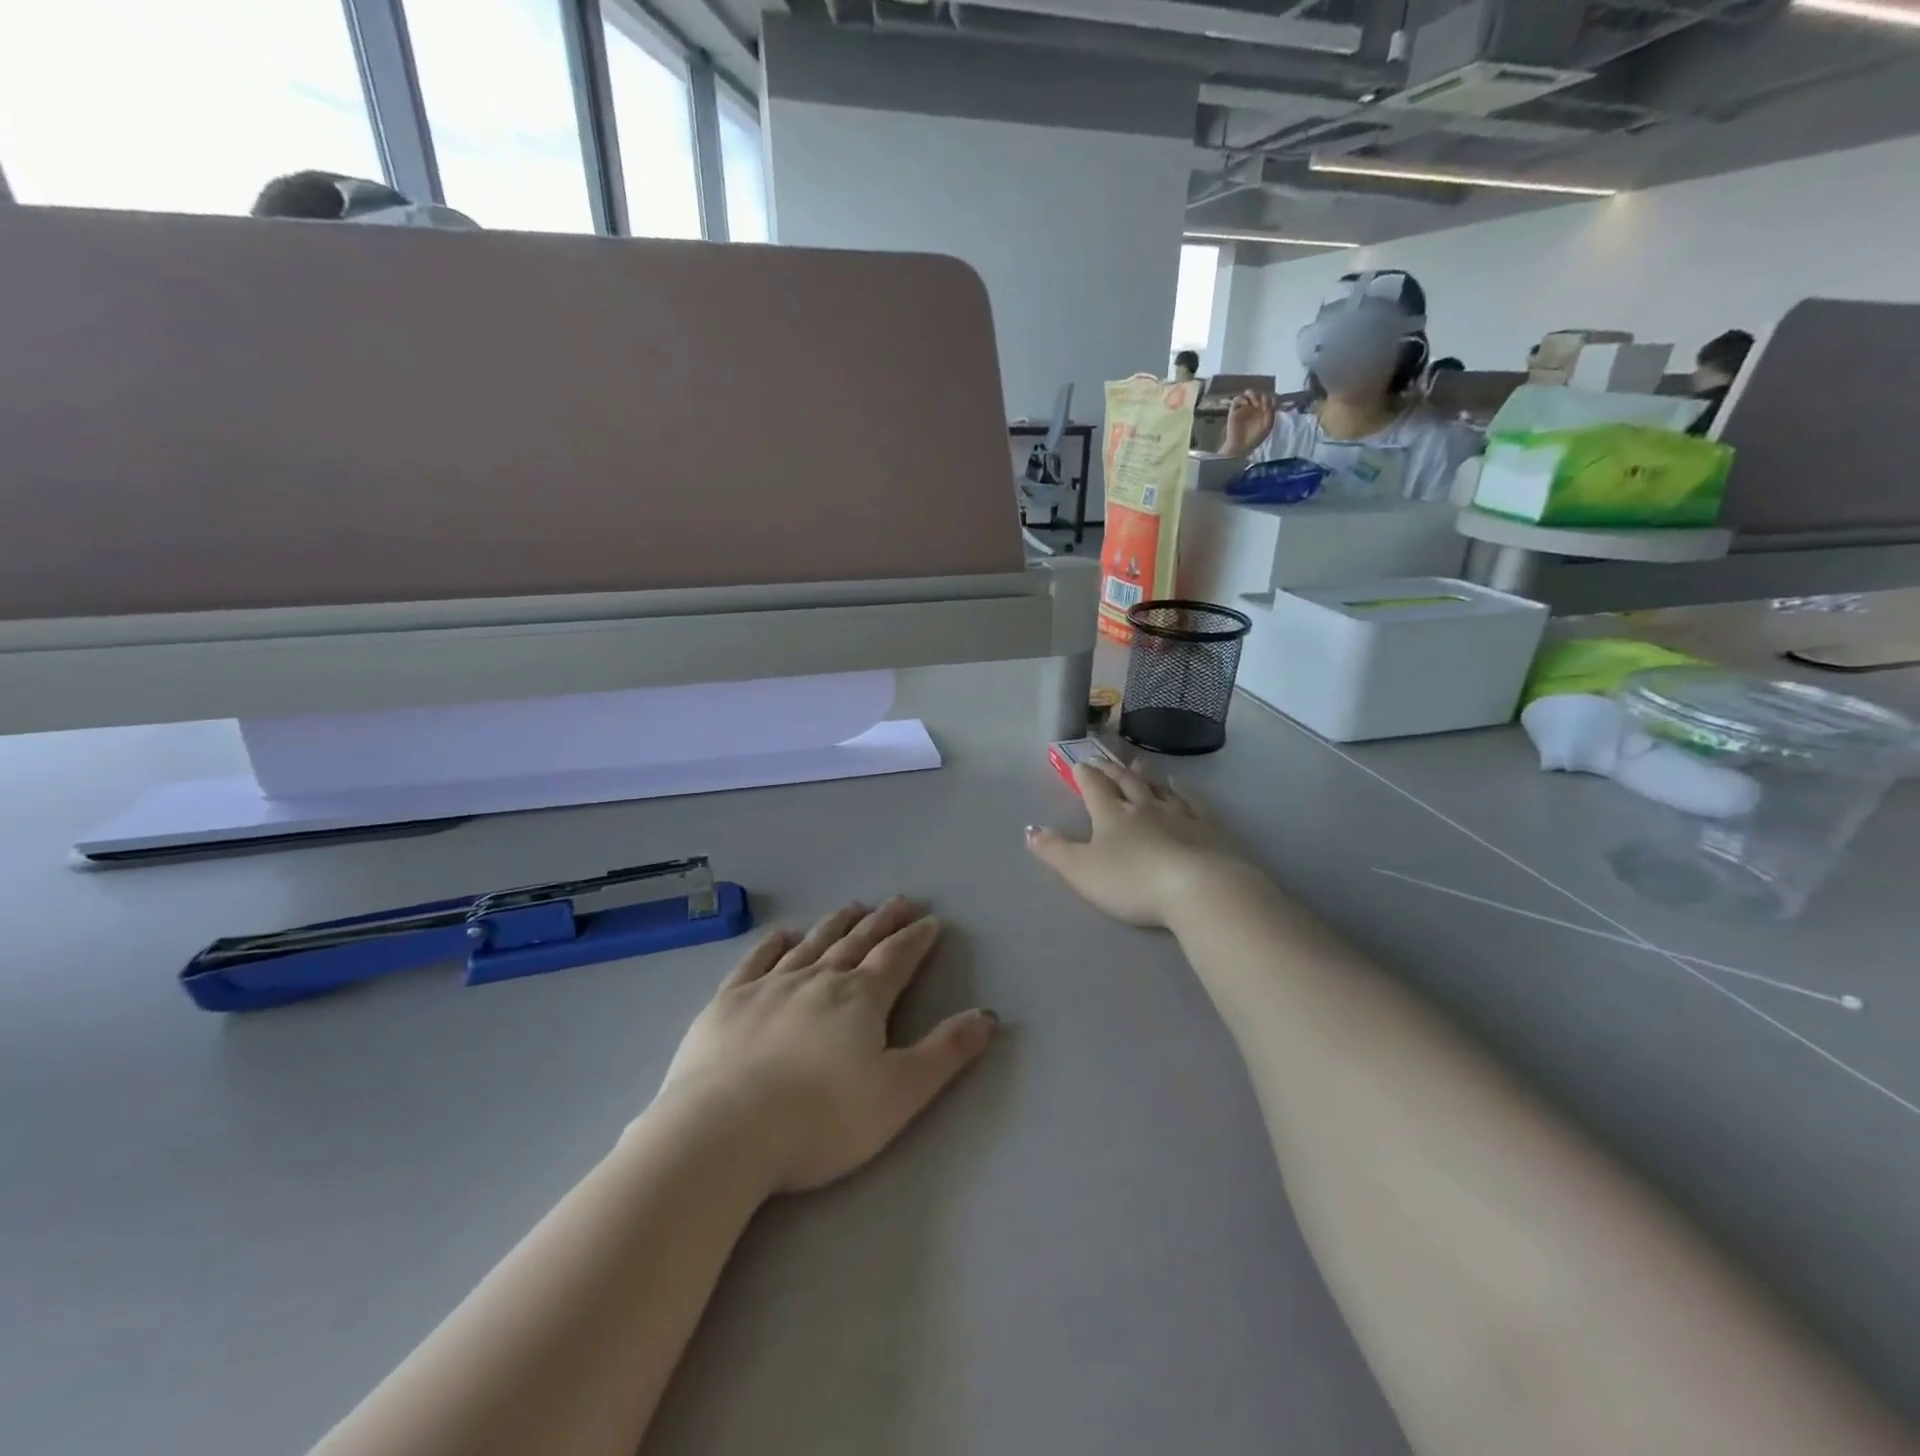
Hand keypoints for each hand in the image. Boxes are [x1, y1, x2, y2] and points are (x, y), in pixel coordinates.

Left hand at [657, 897, 996, 1194]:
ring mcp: (769, 986)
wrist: (724, 1132)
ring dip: (835, 924)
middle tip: (899, 901)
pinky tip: (782, 934)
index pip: (897, 958)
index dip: (917, 939)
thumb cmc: (821, 1119)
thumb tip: (988, 1016)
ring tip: (852, 906)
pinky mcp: (728, 1002)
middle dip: (882, 922)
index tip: (930, 921)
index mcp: (861, 999)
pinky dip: (773, 944)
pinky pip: (756, 961)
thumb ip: (945, 1052)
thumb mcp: (900, 1093)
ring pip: (812, 944)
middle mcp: (818, 980)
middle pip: (857, 942)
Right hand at [1027, 759, 1242, 928]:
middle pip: (1125, 783)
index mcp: (1112, 815)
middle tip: (1103, 760)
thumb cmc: (1131, 881)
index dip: (1084, 776)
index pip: (1094, 788)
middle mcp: (1144, 807)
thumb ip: (1054, 850)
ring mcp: (1179, 815)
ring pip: (1158, 788)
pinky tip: (1181, 785)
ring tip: (1139, 764)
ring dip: (1145, 776)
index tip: (1079, 765)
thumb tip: (1029, 829)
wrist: (1196, 888)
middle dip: (1111, 771)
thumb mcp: (1081, 870)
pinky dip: (1184, 791)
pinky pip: (1193, 803)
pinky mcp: (1207, 828)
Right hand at [1222, 391, 1277, 457]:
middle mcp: (1255, 408)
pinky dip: (1241, 399)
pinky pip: (1236, 399)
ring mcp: (1245, 408)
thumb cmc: (1254, 438)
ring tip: (1253, 403)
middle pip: (1260, 394)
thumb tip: (1269, 402)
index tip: (1268, 407)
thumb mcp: (1267, 426)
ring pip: (1248, 393)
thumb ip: (1271, 413)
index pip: (1270, 398)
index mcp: (1264, 411)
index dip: (1270, 400)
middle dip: (1261, 396)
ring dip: (1252, 394)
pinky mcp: (1234, 410)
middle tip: (1260, 404)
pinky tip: (1246, 404)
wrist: (1240, 447)